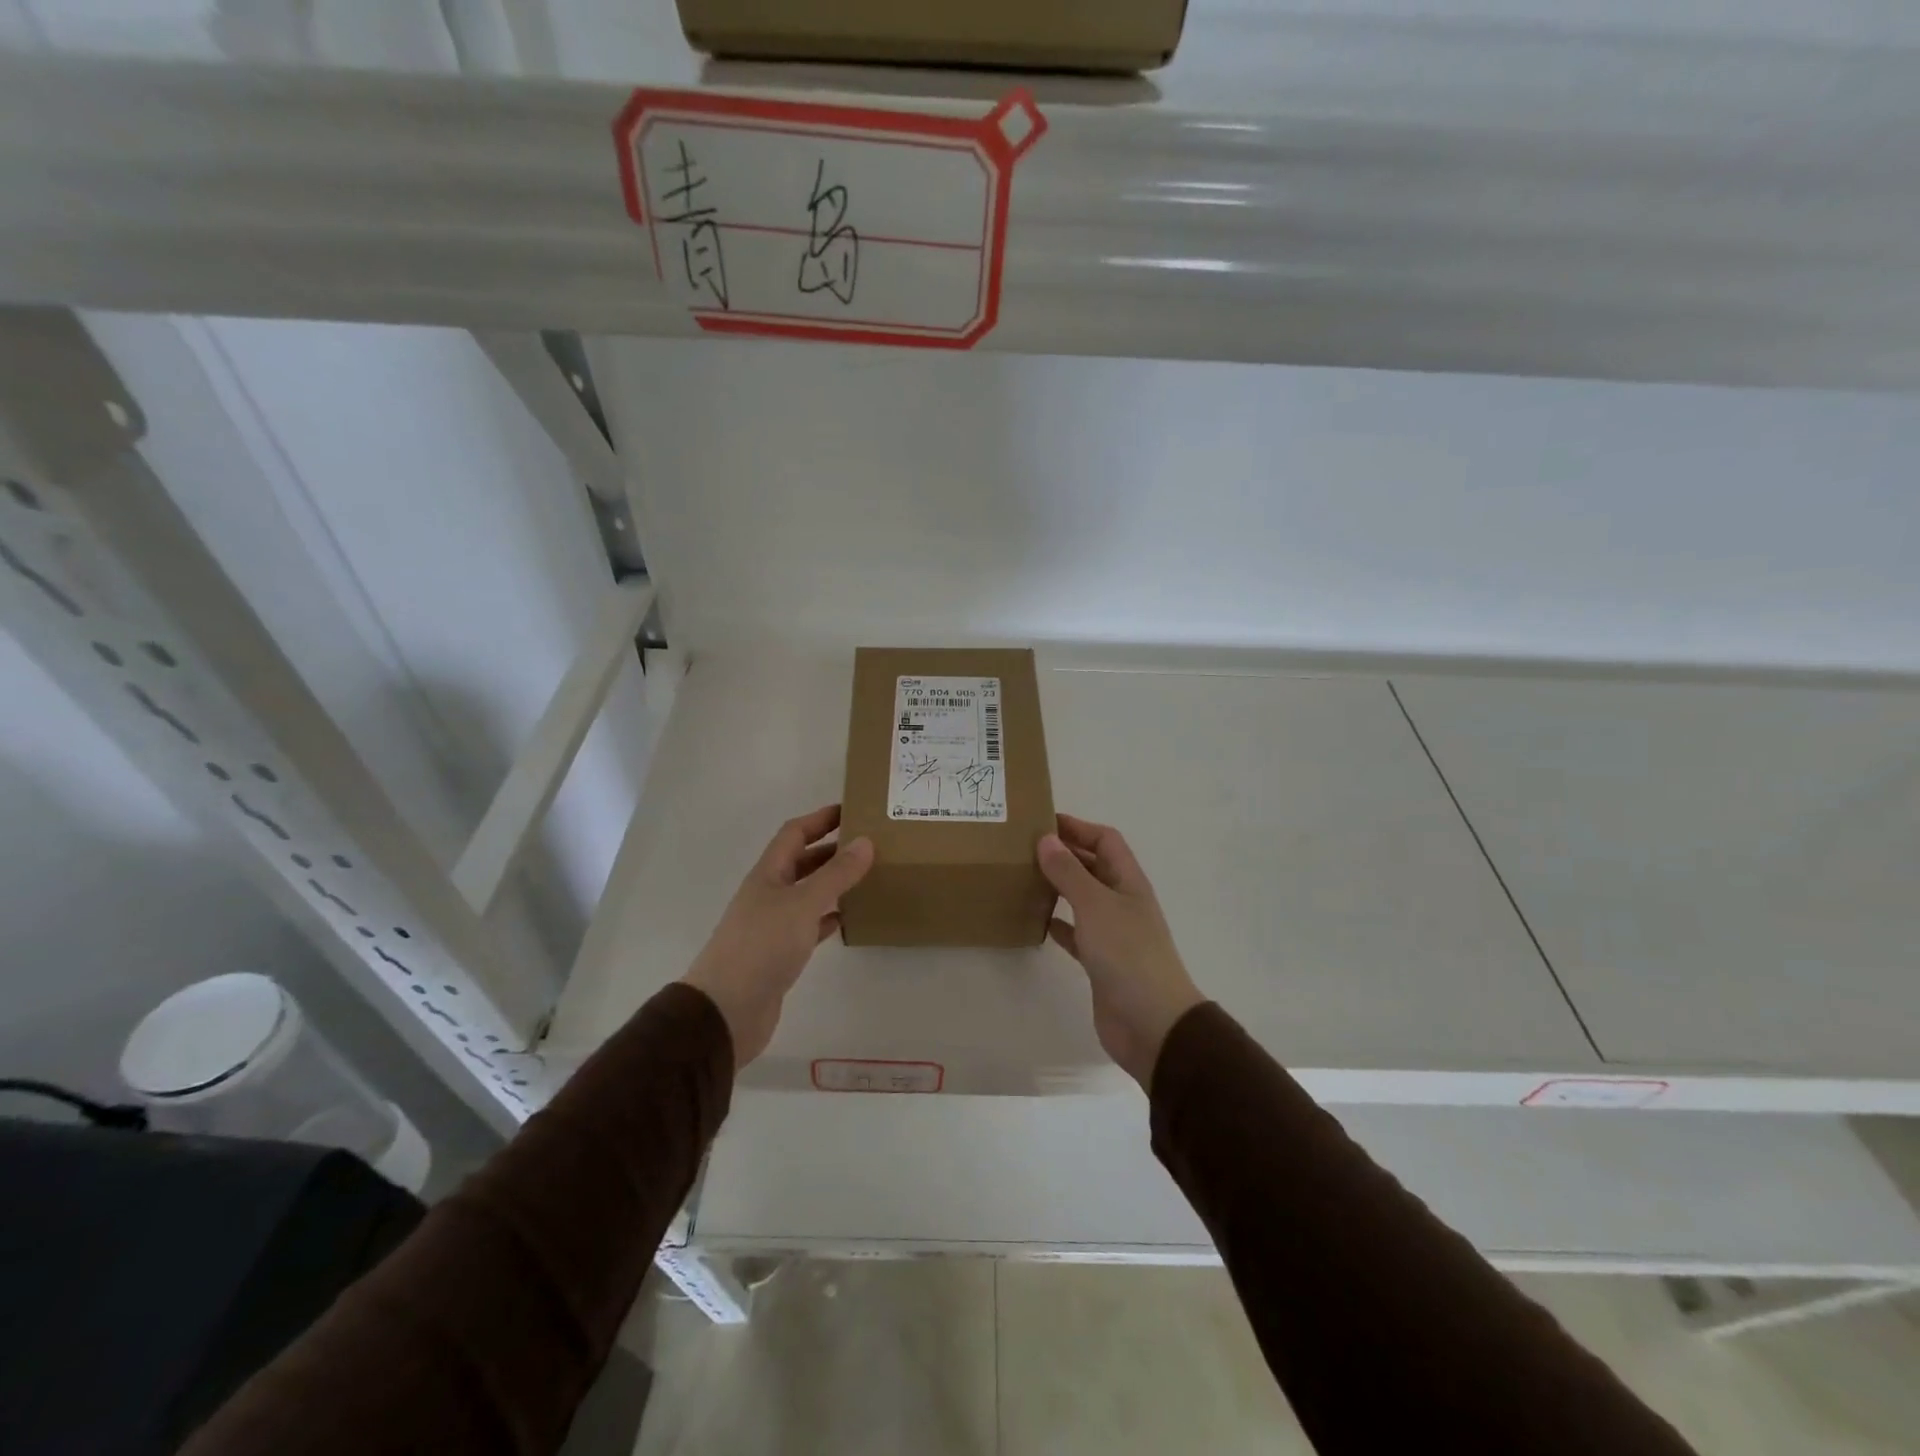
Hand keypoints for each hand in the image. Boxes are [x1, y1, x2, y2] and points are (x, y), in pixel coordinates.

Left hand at [682, 805, 872, 1066]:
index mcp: (768, 874)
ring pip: (808, 893)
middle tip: (870, 844)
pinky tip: (849, 917)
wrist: (726, 1011)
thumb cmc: (762, 947)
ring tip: (868, 876)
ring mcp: (773, 925)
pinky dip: (828, 917)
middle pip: (802, 862)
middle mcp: (768, 894)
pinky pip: (809, 926)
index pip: (795, 833)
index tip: (853, 809)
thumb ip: (836, 874)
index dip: (821, 818)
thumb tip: (865, 842)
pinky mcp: (780, 955)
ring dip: (833, 883)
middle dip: (832, 849)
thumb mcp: (803, 904)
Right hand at [1038, 814, 1203, 1091]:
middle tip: (1024, 847)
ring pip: (1083, 898)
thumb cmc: (1127, 954)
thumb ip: (1069, 872)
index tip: (1042, 822)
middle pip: (1093, 866)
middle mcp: (1122, 902)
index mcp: (1128, 882)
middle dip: (1065, 854)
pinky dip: (1059, 924)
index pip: (1106, 840)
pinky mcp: (1101, 962)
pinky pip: (1077, 933)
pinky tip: (1037, 921)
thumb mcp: (1095, 905)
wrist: (1151, 1023)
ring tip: (1025, 878)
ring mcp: (1113, 933)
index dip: (1078, 827)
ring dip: (1059, 887)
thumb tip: (1047, 839)